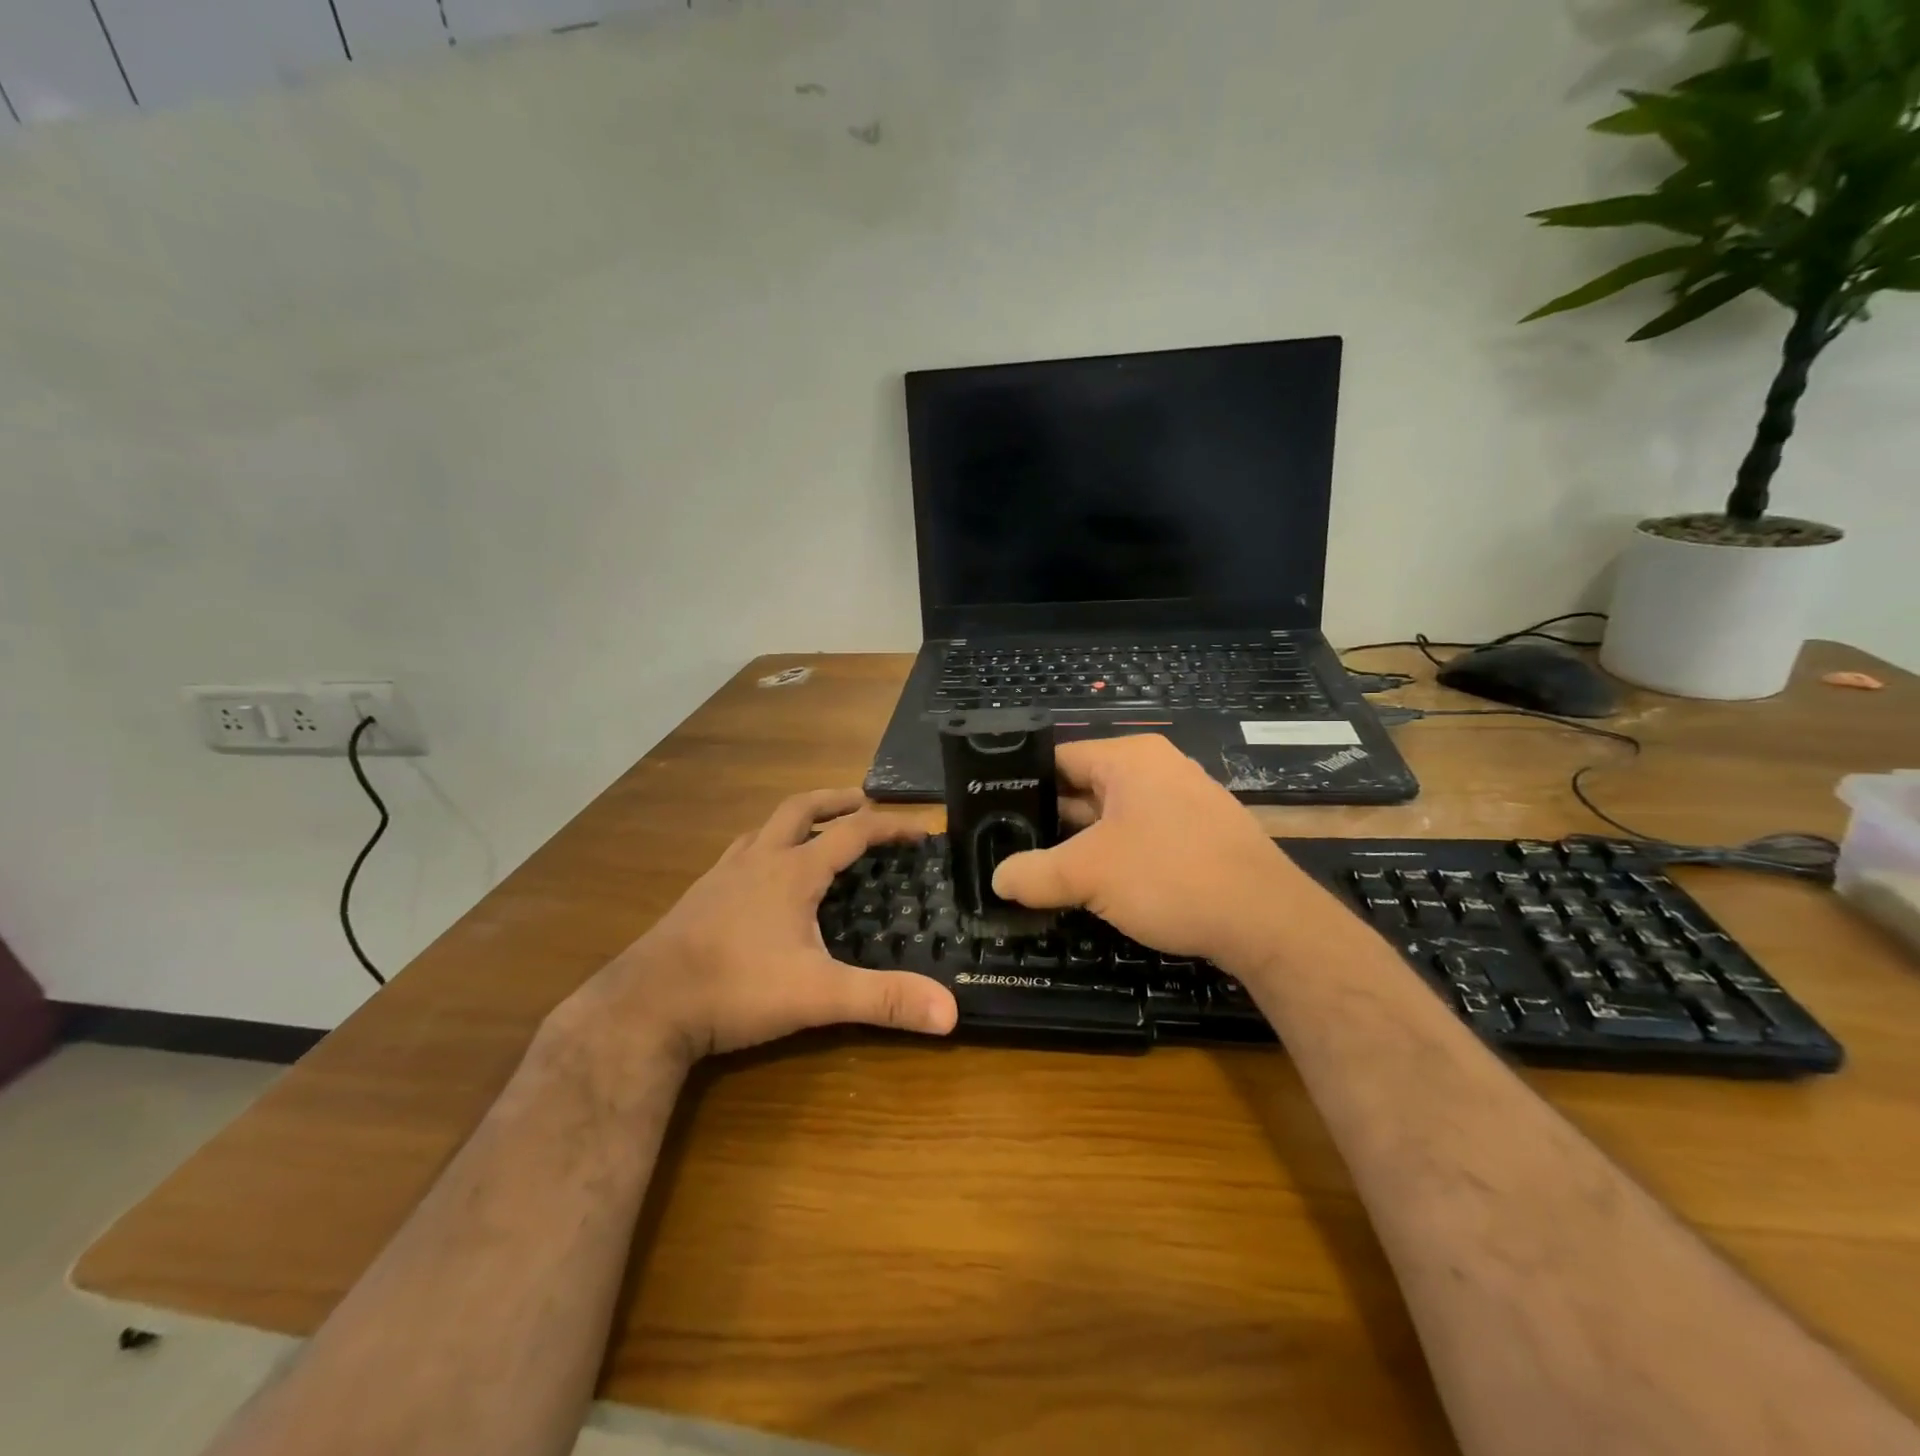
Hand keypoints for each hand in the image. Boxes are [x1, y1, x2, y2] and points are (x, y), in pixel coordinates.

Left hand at [585, 789, 958, 1063]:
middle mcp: (759, 860)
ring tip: (816, 830)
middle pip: (801, 809)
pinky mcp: (700, 895)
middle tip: (864, 801)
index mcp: (793, 871)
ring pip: (765, 827)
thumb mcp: (818, 996)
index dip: (890, 825)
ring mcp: (723, 874)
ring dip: (797, 819)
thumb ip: (884, 999)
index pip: (852, 833)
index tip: (920, 827)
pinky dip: (764, 846)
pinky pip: (740, 853)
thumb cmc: (736, 989)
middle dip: (836, 800)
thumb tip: (951, 1012)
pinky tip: (762, 874)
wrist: (645, 1006)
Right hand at [992, 735, 1321, 968]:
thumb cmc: (1171, 876)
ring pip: (1112, 816)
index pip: (1058, 757)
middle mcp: (1157, 769)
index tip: (992, 814)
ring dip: (1080, 843)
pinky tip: (1093, 886)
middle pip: (1084, 787)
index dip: (1021, 784)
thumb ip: (1035, 873)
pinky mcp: (1199, 835)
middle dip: (1048, 819)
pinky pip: (1141, 836)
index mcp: (1129, 758)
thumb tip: (998, 879)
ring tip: (1040, 870)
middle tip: (1008, 847)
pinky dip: (1114, 856)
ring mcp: (1183, 802)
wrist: (1268, 921)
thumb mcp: (1089, 874)